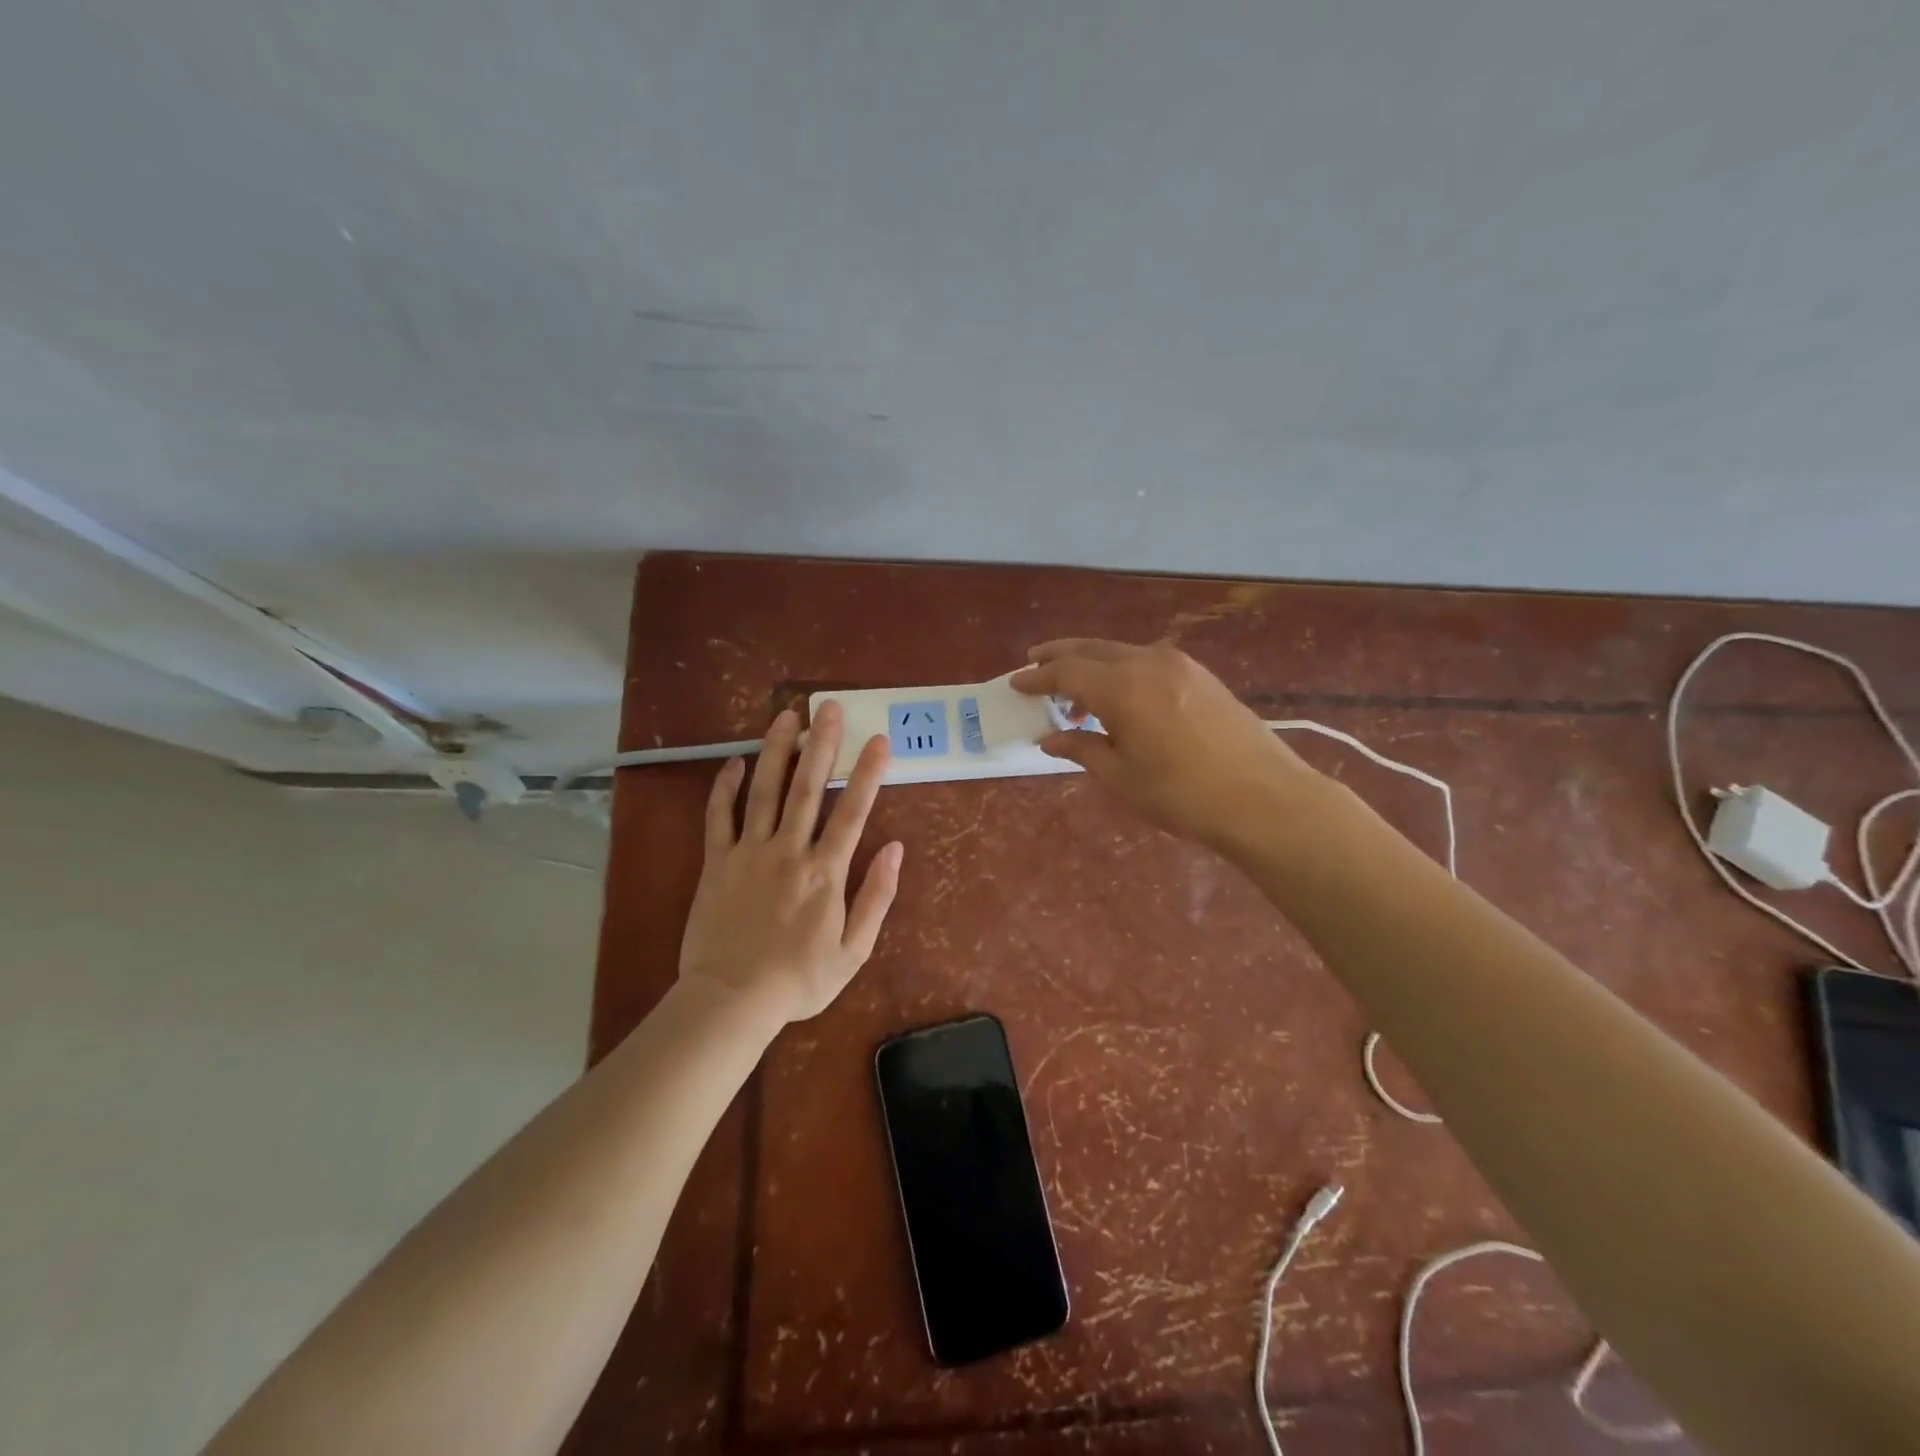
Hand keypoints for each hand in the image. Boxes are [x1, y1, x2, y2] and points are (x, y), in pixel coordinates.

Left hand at [678, 701, 903, 1025]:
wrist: (731, 1001)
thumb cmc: (798, 980)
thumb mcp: (853, 951)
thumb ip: (877, 897)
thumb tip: (897, 850)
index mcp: (825, 873)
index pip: (852, 812)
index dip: (867, 773)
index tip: (878, 740)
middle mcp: (788, 851)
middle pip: (806, 788)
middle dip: (822, 745)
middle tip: (830, 708)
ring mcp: (748, 853)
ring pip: (764, 791)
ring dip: (777, 751)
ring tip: (787, 717)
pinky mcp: (717, 862)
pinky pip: (719, 817)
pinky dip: (725, 787)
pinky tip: (735, 761)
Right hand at [1011, 639, 1320, 849]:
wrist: (1265, 798)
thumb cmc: (1184, 795)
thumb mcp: (1123, 778)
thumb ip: (1083, 749)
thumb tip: (1051, 737)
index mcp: (1122, 688)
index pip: (1066, 672)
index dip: (1037, 678)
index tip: (1015, 683)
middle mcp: (1148, 663)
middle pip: (1092, 649)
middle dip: (1059, 656)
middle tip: (1035, 665)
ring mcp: (1179, 665)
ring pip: (1121, 652)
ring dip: (1092, 665)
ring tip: (1075, 695)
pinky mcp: (1201, 675)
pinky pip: (1147, 661)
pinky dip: (1122, 670)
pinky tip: (1121, 698)